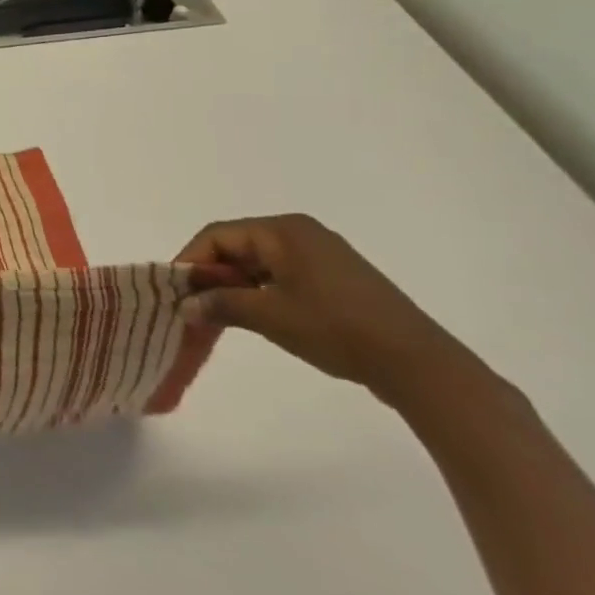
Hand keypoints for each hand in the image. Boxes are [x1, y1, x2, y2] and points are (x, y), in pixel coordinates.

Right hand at [176, 214, 473, 404]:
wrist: (419, 365)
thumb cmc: (336, 329)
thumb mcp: (269, 317)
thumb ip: (220, 304)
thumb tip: (185, 305)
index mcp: (282, 230)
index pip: (217, 236)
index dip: (190, 262)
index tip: (176, 293)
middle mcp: (300, 232)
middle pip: (238, 245)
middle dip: (212, 275)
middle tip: (195, 306)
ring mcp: (322, 254)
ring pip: (260, 262)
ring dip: (237, 286)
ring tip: (222, 316)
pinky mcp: (337, 278)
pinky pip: (284, 275)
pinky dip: (262, 291)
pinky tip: (259, 317)